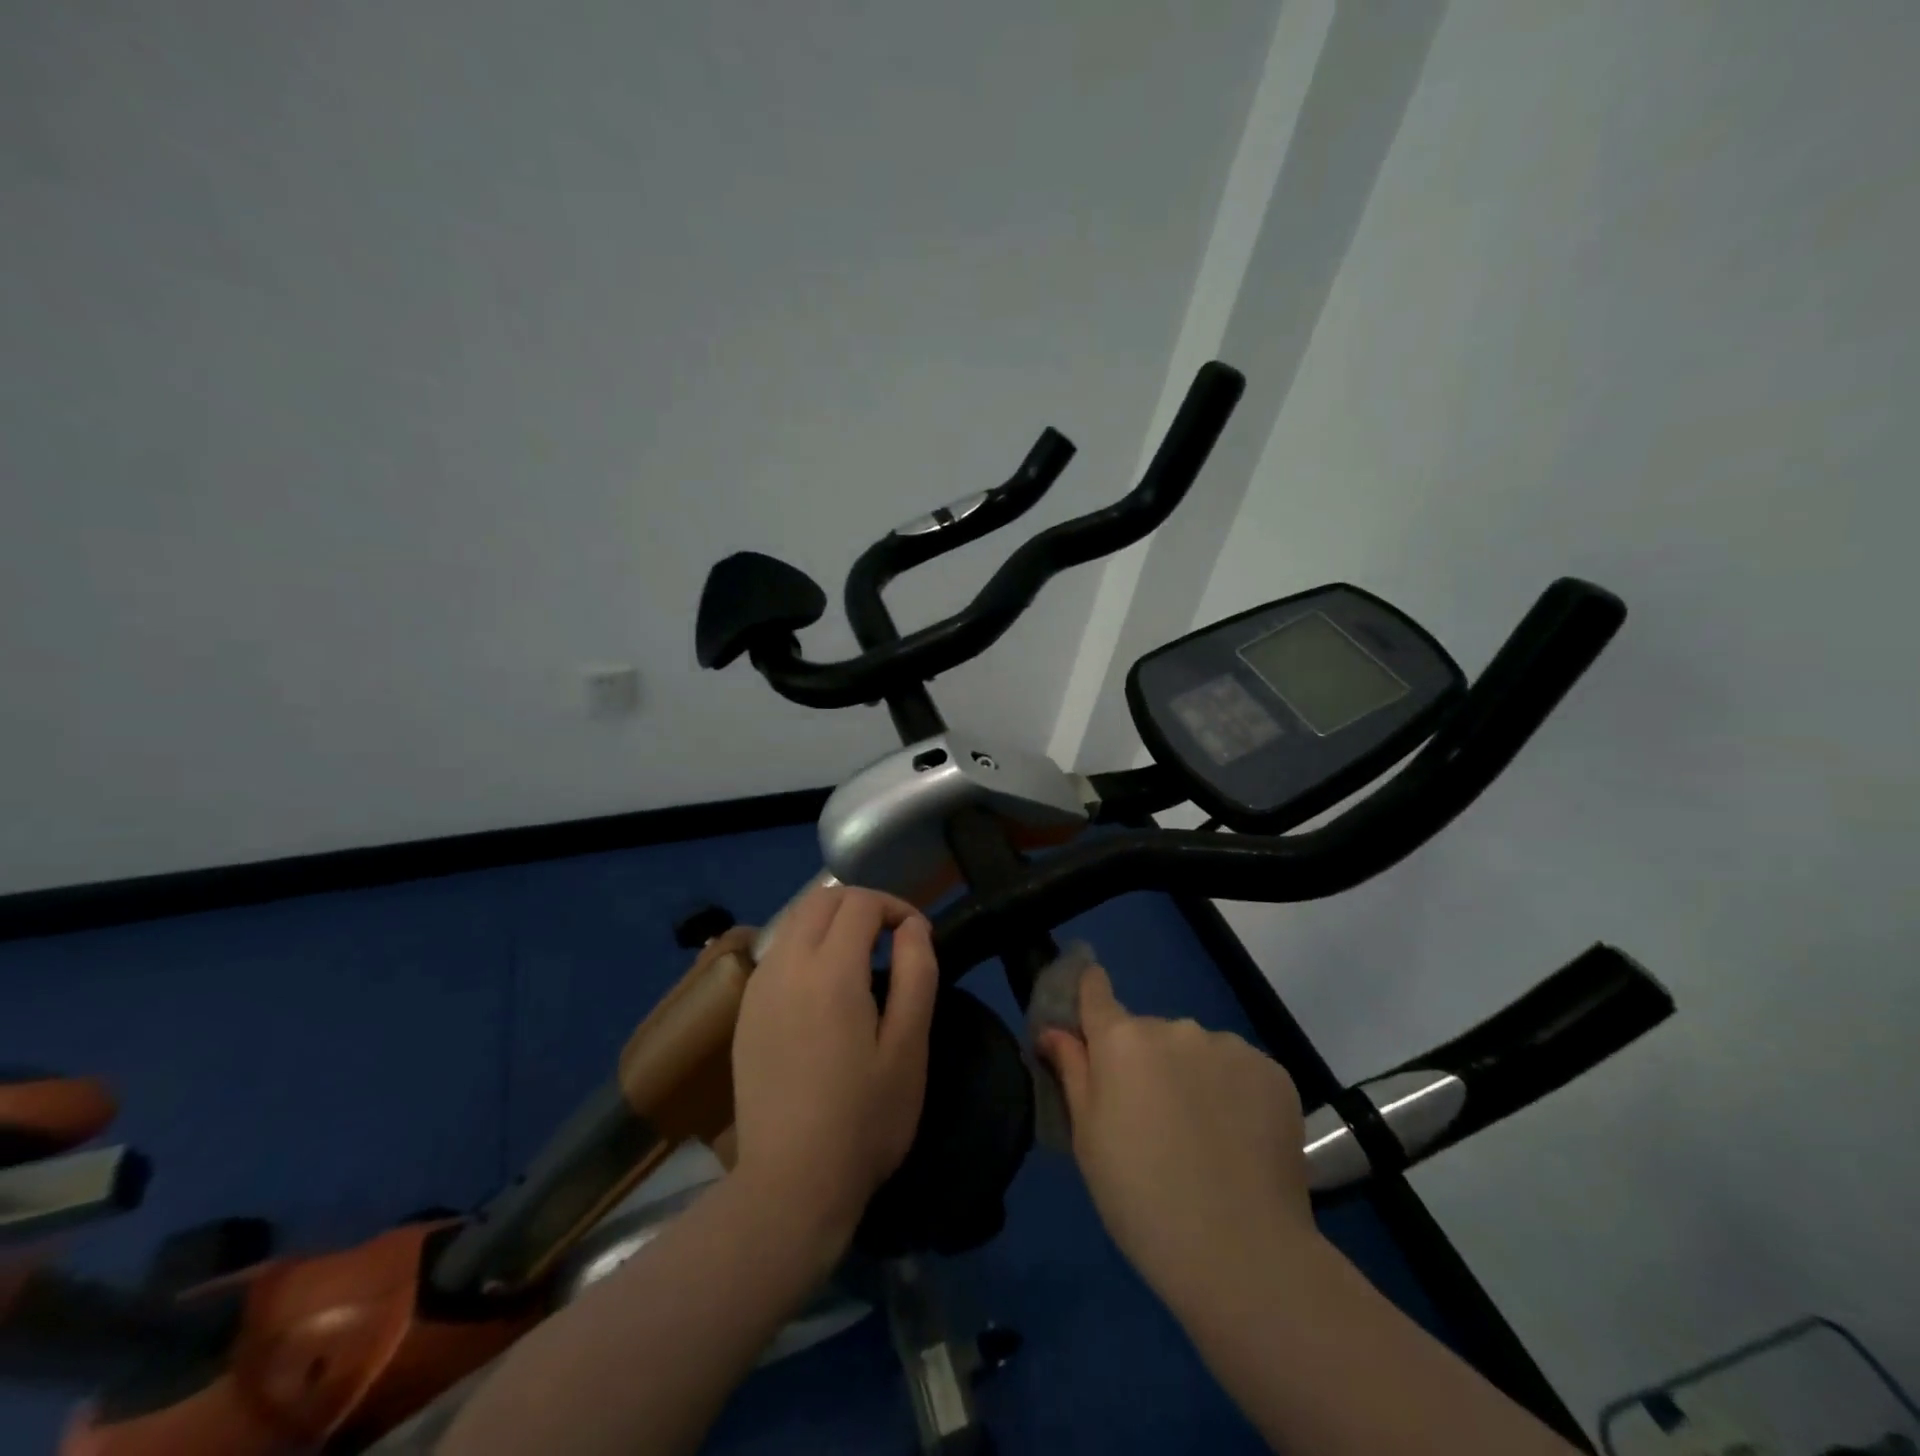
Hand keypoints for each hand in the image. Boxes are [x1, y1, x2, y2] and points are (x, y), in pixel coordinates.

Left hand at [730, 885, 937, 1249]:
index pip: (860, 903)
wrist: (789, 1186)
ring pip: (795, 922)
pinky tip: (824, 989)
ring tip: (861, 960)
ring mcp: (758, 988)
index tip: (918, 936)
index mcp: (830, 970)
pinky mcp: (745, 1013)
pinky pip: (777, 953)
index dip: (896, 907)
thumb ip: (916, 973)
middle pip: (821, 900)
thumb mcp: (909, 1047)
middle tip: (892, 940)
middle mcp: (786, 966)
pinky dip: (806, 947)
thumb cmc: (863, 1119)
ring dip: (831, 923)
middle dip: (861, 905)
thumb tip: (914, 926)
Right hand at [1038, 967, 1316, 1311]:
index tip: (1088, 1022)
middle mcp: (1174, 1027)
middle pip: (1147, 1032)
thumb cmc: (1142, 1198)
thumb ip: (1071, 1071)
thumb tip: (1052, 1030)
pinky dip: (1232, 1093)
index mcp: (1121, 1040)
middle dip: (1143, 1061)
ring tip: (1201, 1138)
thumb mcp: (1088, 1138)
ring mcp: (1228, 1046)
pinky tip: (1237, 1140)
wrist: (1242, 1254)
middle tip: (1150, 1121)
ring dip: (1190, 1076)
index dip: (1088, 996)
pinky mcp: (1272, 1071)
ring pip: (1195, 1050)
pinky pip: (1237, 1069)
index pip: (1095, 989)